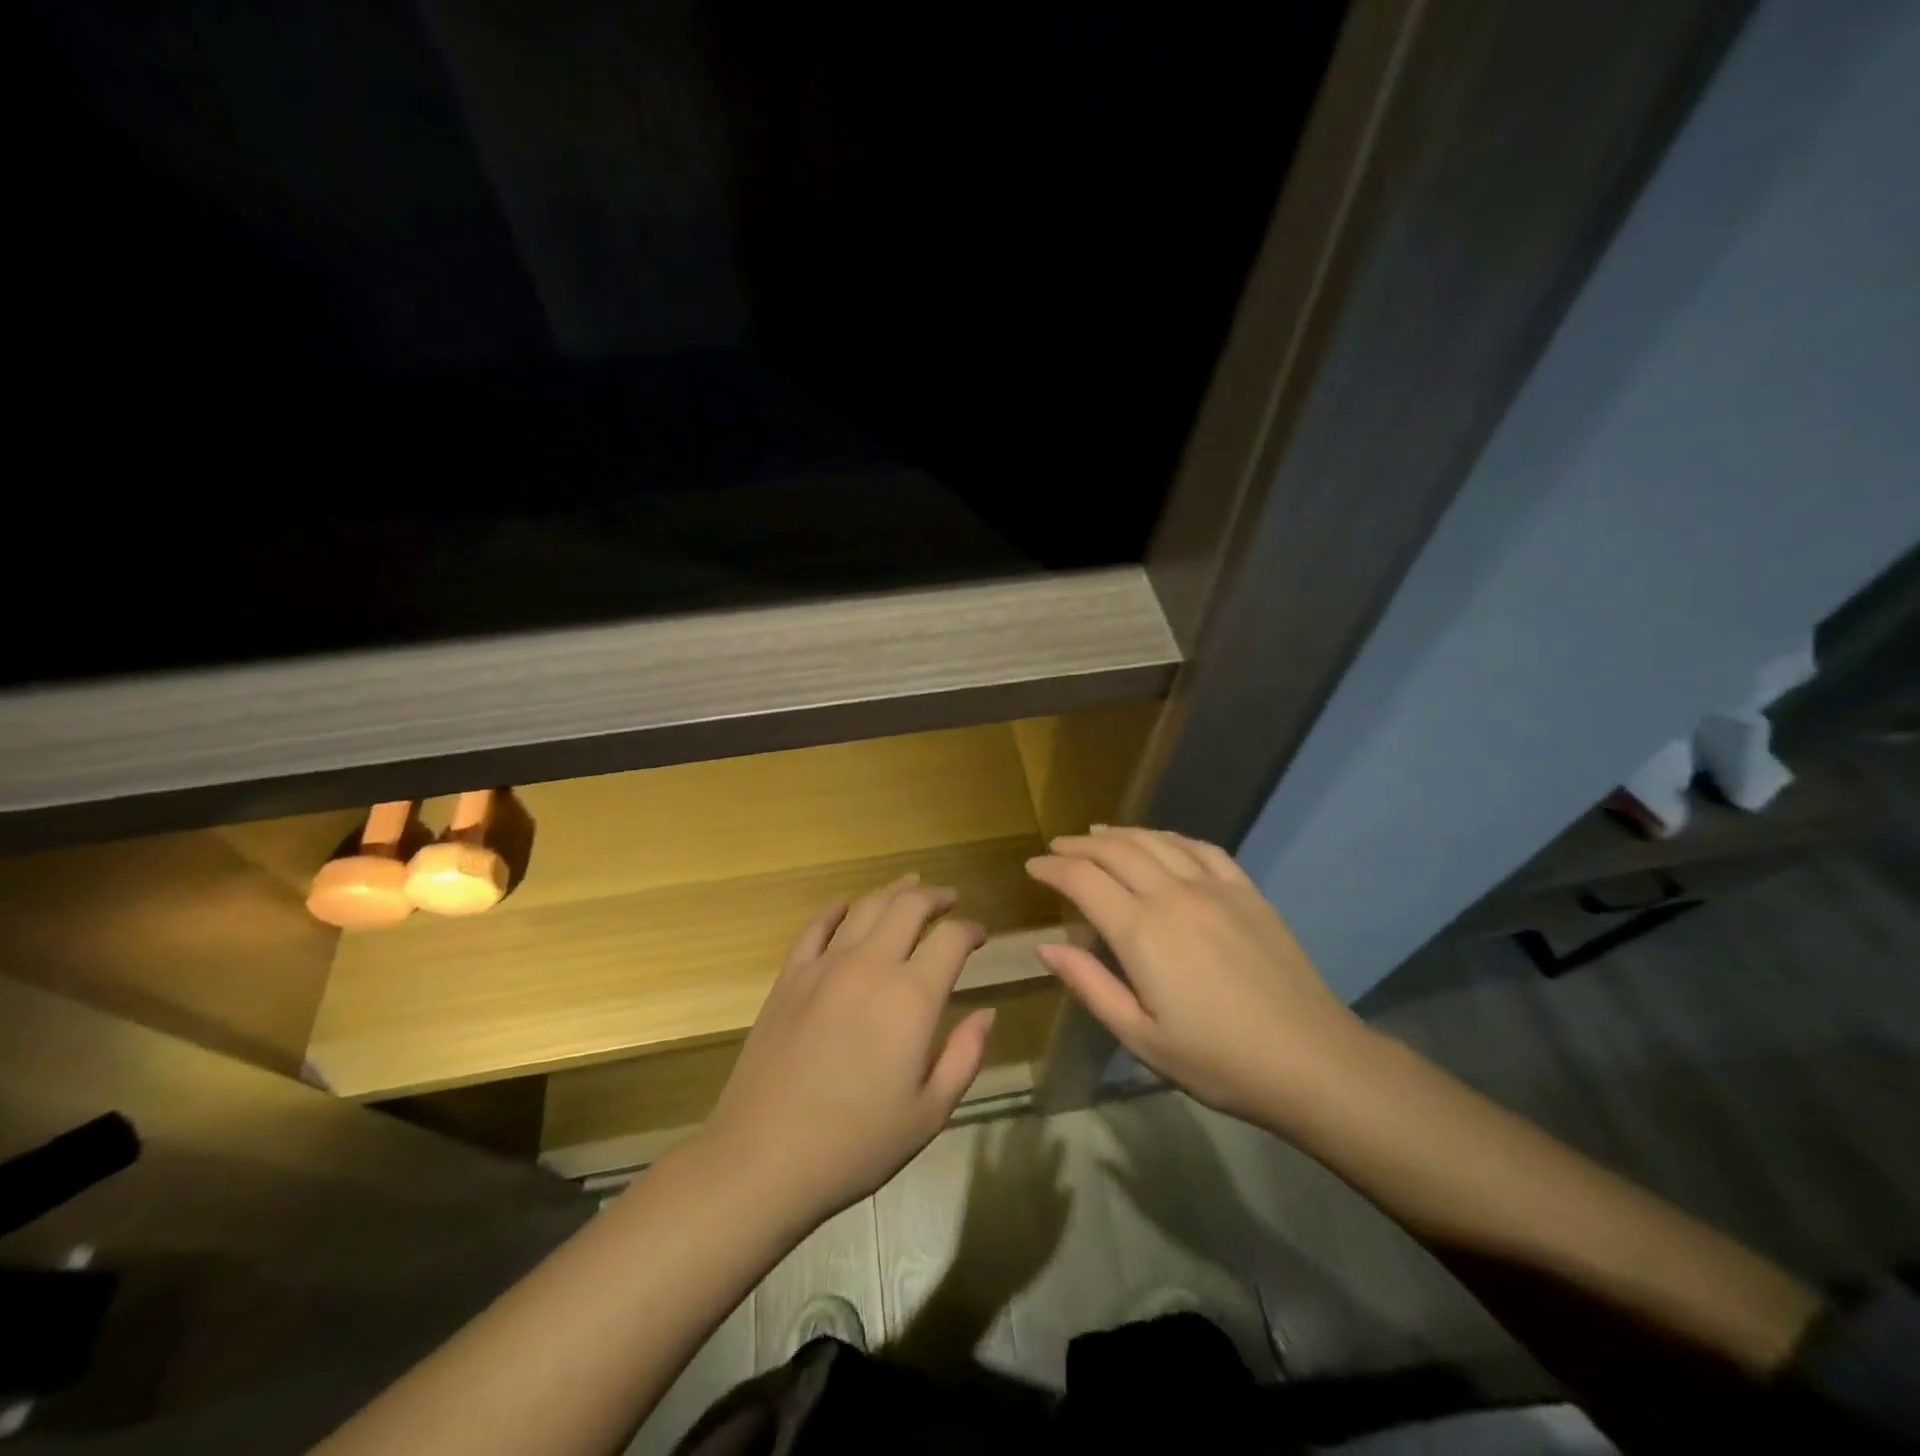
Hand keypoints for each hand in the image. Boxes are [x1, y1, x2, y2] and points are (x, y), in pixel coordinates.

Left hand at [700, 874, 996, 1228]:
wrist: (763, 1158)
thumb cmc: (856, 1144)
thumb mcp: (929, 1112)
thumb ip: (965, 1055)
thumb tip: (987, 1013)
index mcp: (911, 997)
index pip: (950, 938)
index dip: (970, 930)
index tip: (979, 937)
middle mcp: (870, 966)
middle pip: (908, 906)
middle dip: (935, 896)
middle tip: (949, 898)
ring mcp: (824, 966)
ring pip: (865, 907)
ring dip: (893, 891)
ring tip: (909, 886)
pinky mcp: (789, 977)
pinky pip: (816, 926)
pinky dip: (837, 909)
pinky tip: (847, 907)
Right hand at [1025, 827, 1369, 1126]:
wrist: (1311, 1060)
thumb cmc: (1217, 1060)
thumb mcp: (1140, 1036)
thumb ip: (1090, 985)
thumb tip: (1047, 946)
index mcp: (1141, 932)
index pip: (1083, 880)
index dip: (1052, 869)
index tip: (1032, 867)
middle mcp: (1172, 895)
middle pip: (1115, 851)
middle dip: (1079, 845)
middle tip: (1056, 847)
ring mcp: (1213, 887)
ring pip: (1155, 841)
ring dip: (1120, 833)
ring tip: (1096, 833)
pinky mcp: (1246, 891)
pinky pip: (1201, 848)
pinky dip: (1170, 836)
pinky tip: (1160, 839)